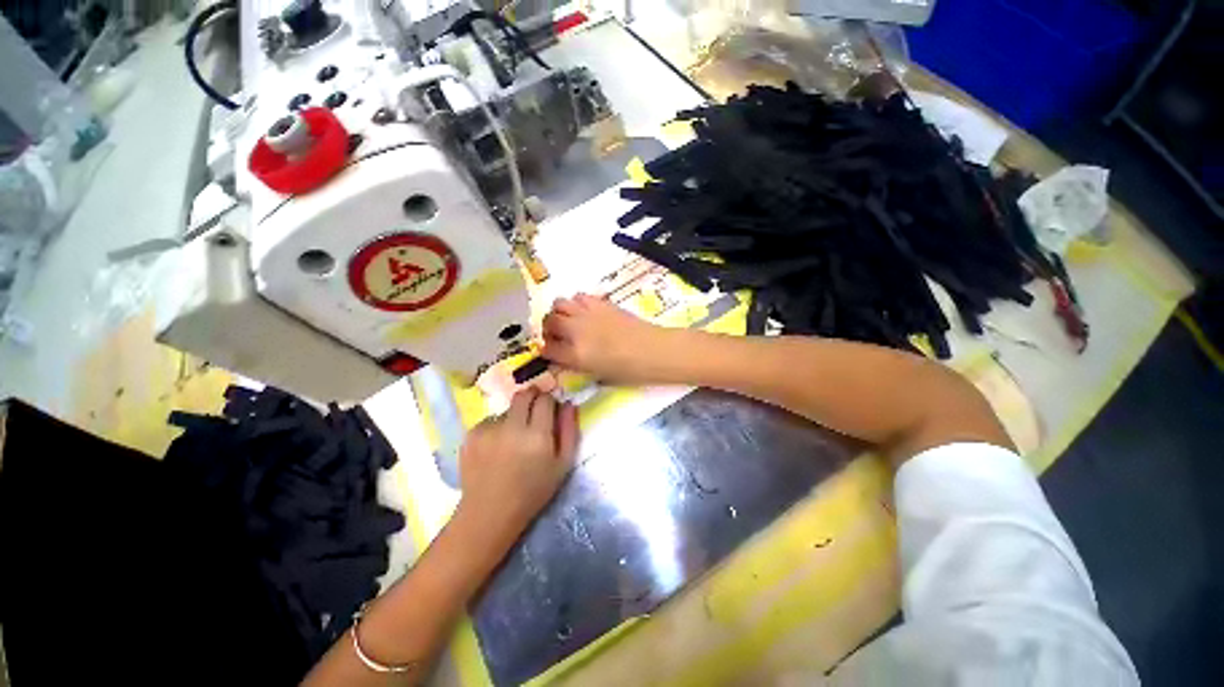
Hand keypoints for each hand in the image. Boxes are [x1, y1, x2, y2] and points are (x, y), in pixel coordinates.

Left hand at [457, 389, 578, 537]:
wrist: (489, 513)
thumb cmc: (532, 491)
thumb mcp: (562, 465)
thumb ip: (569, 430)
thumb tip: (569, 403)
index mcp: (537, 436)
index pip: (545, 399)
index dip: (550, 401)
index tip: (550, 410)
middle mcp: (512, 427)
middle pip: (524, 394)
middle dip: (532, 398)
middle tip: (533, 415)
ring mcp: (488, 430)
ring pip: (507, 409)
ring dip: (514, 417)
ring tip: (512, 441)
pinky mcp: (471, 434)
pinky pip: (490, 420)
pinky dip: (496, 428)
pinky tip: (496, 448)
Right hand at [542, 293, 672, 383]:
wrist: (653, 351)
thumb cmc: (630, 371)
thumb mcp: (600, 376)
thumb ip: (579, 366)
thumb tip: (568, 359)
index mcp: (576, 355)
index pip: (547, 348)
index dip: (545, 349)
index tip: (549, 350)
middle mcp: (577, 331)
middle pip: (549, 321)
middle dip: (548, 328)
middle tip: (556, 334)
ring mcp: (588, 314)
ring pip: (560, 303)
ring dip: (560, 312)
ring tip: (569, 320)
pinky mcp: (601, 303)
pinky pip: (579, 296)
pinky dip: (577, 303)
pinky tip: (585, 312)